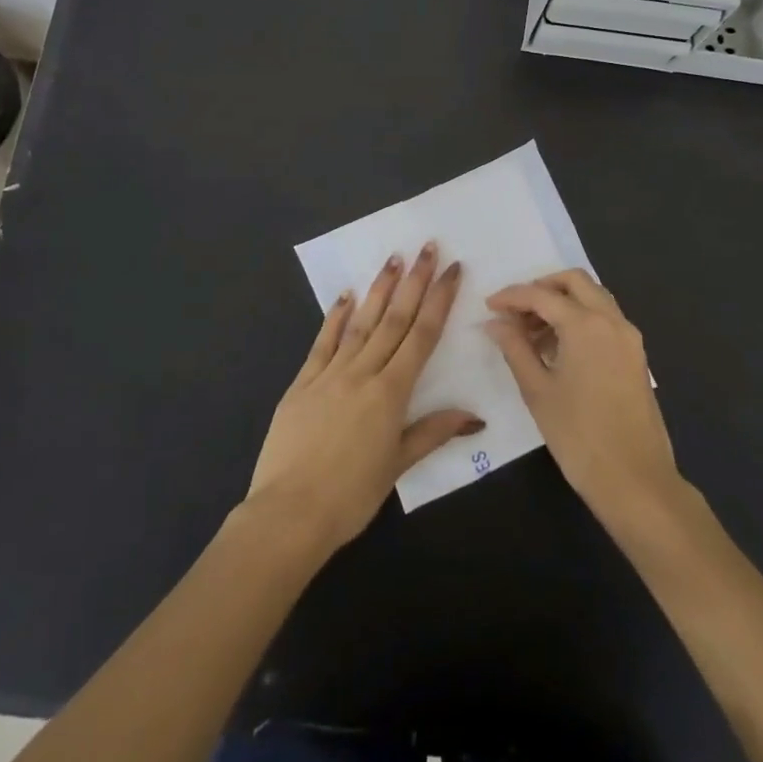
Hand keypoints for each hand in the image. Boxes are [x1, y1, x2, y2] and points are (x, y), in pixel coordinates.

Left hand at [247, 244, 482, 555]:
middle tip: (427, 247)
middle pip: (394, 319)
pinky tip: (345, 296)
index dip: (439, 300)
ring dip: (379, 289)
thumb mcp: (397, 466)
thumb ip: (433, 432)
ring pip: (360, 323)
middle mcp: (362, 373)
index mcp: (391, 393)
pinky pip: (322, 343)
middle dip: (414, 281)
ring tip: (393, 259)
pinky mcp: (302, 383)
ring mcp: (329, 374)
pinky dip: (335, 317)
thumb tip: (474, 415)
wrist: (288, 514)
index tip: (452, 270)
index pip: (422, 336)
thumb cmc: (350, 496)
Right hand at [486, 270, 681, 527]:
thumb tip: (496, 323)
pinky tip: (558, 349)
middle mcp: (612, 320)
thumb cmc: (579, 436)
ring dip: (562, 303)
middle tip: (515, 311)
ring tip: (531, 334)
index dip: (511, 296)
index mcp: (586, 324)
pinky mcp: (636, 356)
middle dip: (541, 288)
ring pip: (593, 298)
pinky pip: (605, 320)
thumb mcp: (538, 391)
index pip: (541, 295)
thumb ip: (515, 349)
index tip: (488, 306)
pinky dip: (580, 320)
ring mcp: (629, 337)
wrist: (635, 480)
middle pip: (574, 282)